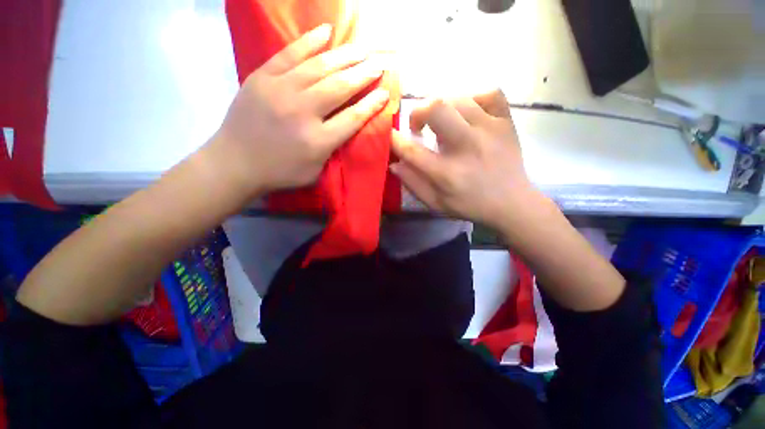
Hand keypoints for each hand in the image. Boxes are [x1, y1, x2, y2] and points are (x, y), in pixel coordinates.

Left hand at [209, 24, 389, 196]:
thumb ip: (332, 150)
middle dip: (363, 75)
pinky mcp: (262, 77)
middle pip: (339, 88)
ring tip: (363, 48)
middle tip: (380, 63)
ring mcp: (280, 91)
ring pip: (319, 67)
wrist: (235, 163)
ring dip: (345, 56)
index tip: (385, 93)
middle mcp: (302, 112)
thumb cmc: (280, 172)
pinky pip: (289, 54)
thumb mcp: (315, 172)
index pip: (352, 119)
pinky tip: (326, 31)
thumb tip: (347, 127)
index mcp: (317, 141)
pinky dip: (309, 41)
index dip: (371, 105)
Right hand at [391, 90, 540, 230]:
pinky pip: (489, 94)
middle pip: (436, 108)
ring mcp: (490, 130)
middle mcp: (467, 147)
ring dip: (442, 108)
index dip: (395, 140)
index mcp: (447, 173)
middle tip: (419, 126)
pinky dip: (473, 98)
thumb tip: (394, 163)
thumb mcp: (436, 203)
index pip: (412, 150)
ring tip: (442, 123)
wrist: (512, 203)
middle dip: (418, 112)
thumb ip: (413, 183)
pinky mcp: (506, 122)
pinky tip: (468, 113)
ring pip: (458, 98)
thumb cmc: (470, 205)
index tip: (390, 135)